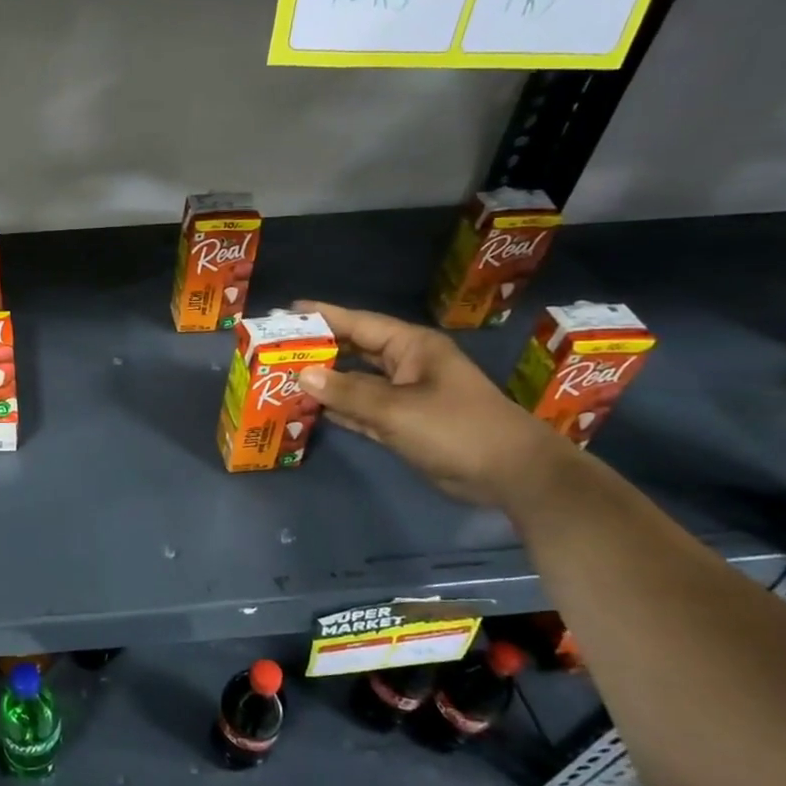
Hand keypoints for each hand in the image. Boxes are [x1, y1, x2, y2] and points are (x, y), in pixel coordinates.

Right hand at [291, 301, 568, 507]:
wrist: (510, 474)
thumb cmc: (456, 428)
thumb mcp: (397, 410)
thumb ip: (347, 393)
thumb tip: (302, 374)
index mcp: (411, 347)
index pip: (359, 324)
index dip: (323, 316)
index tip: (286, 311)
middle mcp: (406, 366)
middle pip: (354, 351)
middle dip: (318, 350)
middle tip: (275, 349)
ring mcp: (405, 396)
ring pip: (355, 383)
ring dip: (324, 382)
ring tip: (282, 377)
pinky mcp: (403, 423)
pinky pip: (361, 409)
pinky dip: (338, 409)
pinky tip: (309, 409)